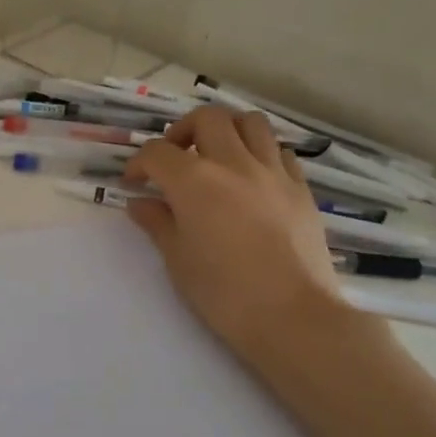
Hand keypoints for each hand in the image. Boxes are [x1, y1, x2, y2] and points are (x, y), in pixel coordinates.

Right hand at [123, 106, 350, 362]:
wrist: (293, 317)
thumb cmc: (224, 293)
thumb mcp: (178, 260)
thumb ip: (157, 223)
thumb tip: (140, 203)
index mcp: (194, 181)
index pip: (157, 152)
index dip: (139, 163)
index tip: (134, 183)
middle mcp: (234, 164)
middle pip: (207, 118)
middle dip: (183, 131)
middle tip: (175, 159)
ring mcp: (273, 172)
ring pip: (250, 122)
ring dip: (227, 130)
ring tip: (217, 156)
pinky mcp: (301, 188)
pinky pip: (279, 151)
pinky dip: (260, 153)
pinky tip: (252, 178)